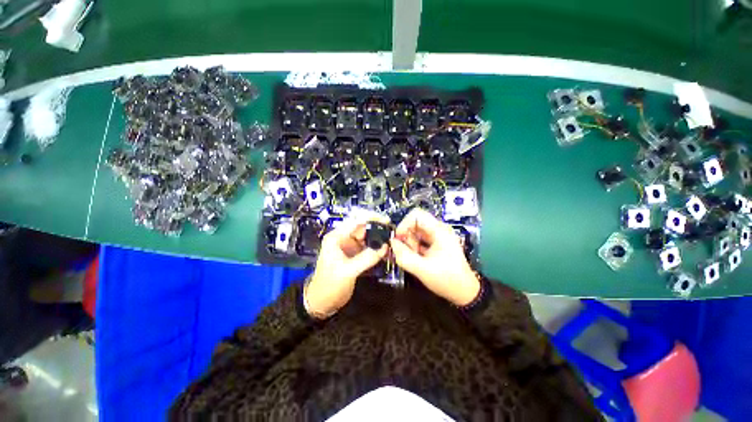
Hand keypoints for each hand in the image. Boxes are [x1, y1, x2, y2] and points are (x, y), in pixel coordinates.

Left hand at [306, 216, 389, 317]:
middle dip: (377, 228)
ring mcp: (350, 246)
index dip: (371, 218)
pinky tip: (386, 250)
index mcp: (336, 237)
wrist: (322, 302)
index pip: (355, 221)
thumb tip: (384, 247)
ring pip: (367, 237)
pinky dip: (377, 247)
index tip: (385, 221)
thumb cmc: (328, 286)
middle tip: (392, 231)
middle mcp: (343, 238)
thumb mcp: (347, 271)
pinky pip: (369, 247)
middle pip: (363, 227)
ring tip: (392, 240)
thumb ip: (366, 258)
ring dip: (379, 238)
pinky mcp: (356, 254)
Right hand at [390, 209, 479, 305]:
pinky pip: (419, 240)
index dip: (404, 224)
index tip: (398, 239)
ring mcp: (437, 237)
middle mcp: (438, 230)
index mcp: (439, 230)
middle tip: (409, 252)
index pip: (416, 214)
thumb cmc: (447, 280)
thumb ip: (404, 256)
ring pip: (415, 232)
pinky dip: (414, 248)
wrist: (464, 292)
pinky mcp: (435, 244)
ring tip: (416, 258)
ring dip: (410, 244)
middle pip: (414, 223)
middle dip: (407, 237)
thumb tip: (392, 242)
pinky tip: (418, 259)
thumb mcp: (423, 269)